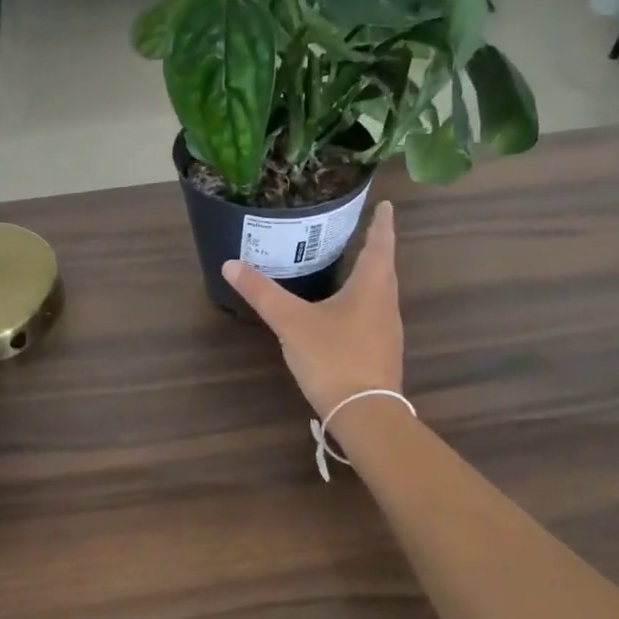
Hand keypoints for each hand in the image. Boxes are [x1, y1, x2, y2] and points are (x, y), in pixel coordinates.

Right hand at [222, 200, 403, 418]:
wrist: (365, 414)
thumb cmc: (333, 357)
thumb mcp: (291, 322)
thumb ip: (262, 293)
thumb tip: (230, 264)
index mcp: (371, 287)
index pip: (379, 244)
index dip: (381, 223)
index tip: (385, 204)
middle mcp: (386, 304)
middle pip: (383, 268)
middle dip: (375, 247)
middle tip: (362, 230)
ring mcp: (388, 331)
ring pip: (380, 294)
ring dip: (370, 276)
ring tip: (352, 266)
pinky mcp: (382, 354)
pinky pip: (374, 316)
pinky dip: (362, 302)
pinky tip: (344, 312)